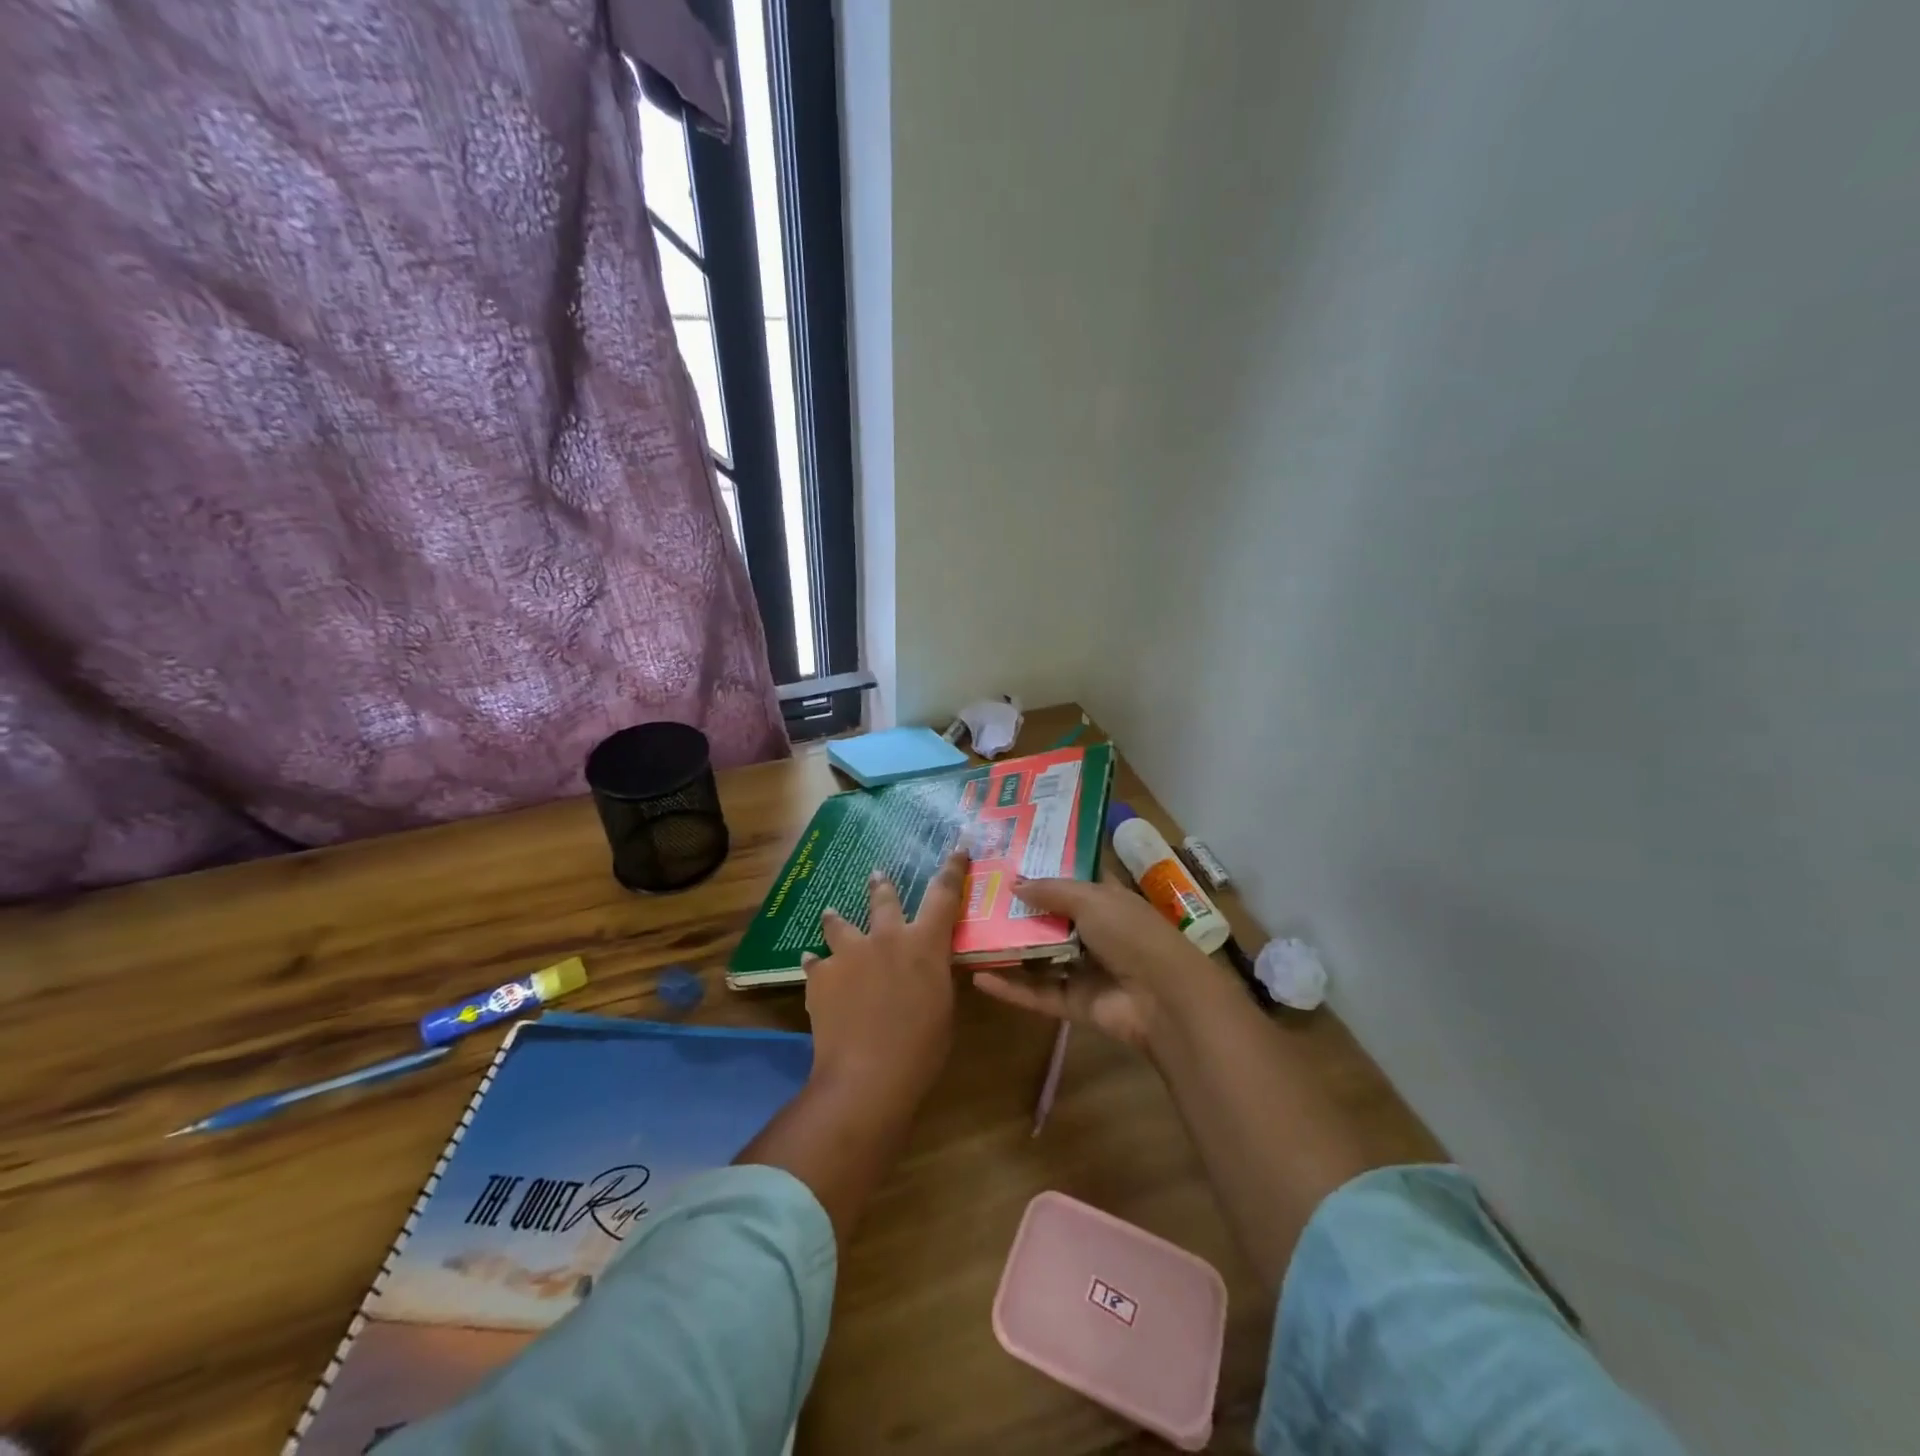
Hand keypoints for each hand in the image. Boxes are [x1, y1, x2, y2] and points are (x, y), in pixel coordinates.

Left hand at [803, 849, 969, 1096]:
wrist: (867, 1074)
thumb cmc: (921, 1047)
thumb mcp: (943, 1006)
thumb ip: (935, 976)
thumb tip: (928, 966)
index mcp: (925, 944)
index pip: (944, 894)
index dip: (952, 869)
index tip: (957, 848)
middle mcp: (887, 937)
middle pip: (884, 898)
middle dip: (882, 886)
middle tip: (877, 876)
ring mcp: (849, 953)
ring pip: (840, 922)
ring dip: (838, 918)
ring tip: (832, 913)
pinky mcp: (821, 975)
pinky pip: (816, 962)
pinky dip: (817, 963)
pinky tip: (812, 965)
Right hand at [971, 877, 1224, 1050]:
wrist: (1164, 999)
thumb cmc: (1132, 934)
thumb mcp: (1092, 899)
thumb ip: (1051, 890)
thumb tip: (1014, 882)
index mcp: (1107, 900)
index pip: (1073, 881)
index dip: (1045, 870)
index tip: (1008, 860)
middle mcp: (1094, 932)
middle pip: (1050, 919)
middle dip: (1018, 910)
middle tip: (977, 897)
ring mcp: (1084, 970)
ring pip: (1040, 957)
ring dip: (1009, 949)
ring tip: (969, 935)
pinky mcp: (1074, 1003)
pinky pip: (1037, 993)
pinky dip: (1011, 988)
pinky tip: (979, 978)